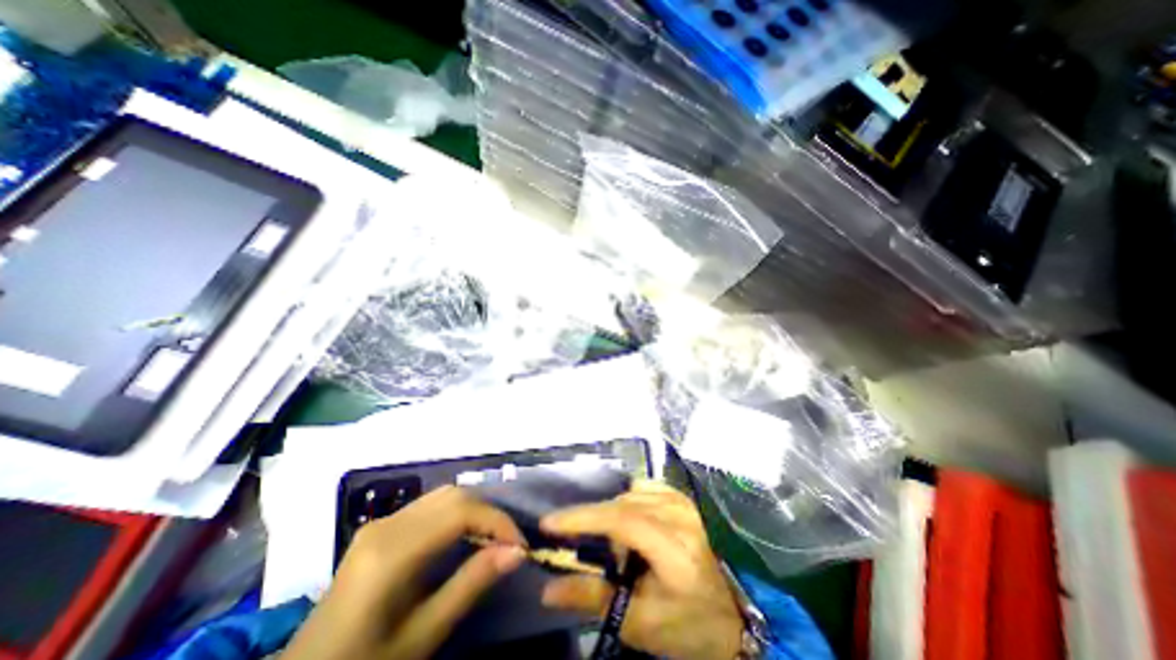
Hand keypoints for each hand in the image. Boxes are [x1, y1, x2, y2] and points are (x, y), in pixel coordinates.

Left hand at [280, 484, 522, 659]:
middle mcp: (386, 525)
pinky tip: (463, 537)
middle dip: (489, 513)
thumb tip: (516, 552)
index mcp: (391, 552)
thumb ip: (470, 586)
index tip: (520, 546)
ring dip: (474, 510)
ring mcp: (380, 523)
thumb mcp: (420, 636)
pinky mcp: (379, 529)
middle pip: (453, 495)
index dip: (497, 522)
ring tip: (491, 539)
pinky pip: (429, 506)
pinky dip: (456, 513)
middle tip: (508, 543)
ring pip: (443, 495)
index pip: (460, 512)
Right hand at [541, 480, 742, 658]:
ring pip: (630, 494)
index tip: (549, 523)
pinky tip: (630, 524)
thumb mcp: (639, 622)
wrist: (732, 617)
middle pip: (622, 505)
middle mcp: (678, 514)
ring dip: (612, 514)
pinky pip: (645, 489)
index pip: (621, 521)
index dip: (583, 518)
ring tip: (612, 543)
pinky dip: (629, 502)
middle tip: (575, 540)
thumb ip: (593, 599)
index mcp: (674, 548)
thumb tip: (548, 589)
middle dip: (593, 520)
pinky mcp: (683, 498)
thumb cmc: (687, 625)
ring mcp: (682, 502)